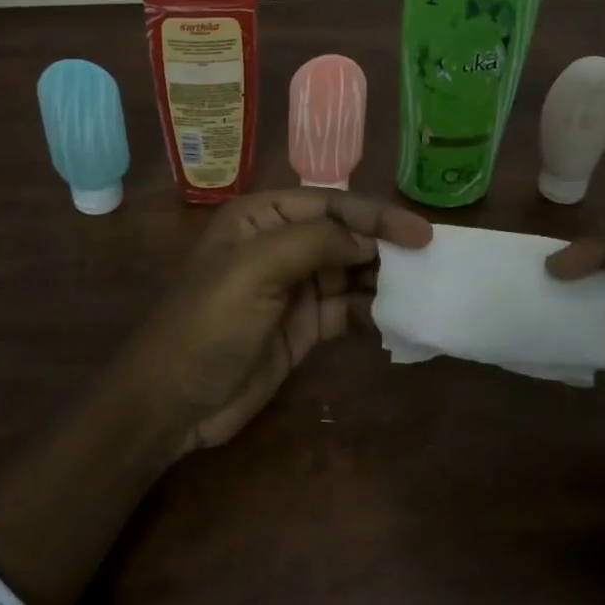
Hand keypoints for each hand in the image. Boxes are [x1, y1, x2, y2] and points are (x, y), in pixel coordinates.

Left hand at [118, 188, 433, 451]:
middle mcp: (281, 245)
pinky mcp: (303, 327)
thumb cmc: (208, 322)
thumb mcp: (256, 269)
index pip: (331, 204)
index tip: (420, 235)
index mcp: (263, 217)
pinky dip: (372, 312)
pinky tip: (397, 319)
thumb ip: (314, 242)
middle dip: (384, 247)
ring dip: (383, 279)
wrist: (174, 400)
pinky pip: (347, 310)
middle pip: (345, 236)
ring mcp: (293, 288)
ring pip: (350, 272)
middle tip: (430, 263)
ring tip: (422, 290)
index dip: (376, 216)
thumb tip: (367, 240)